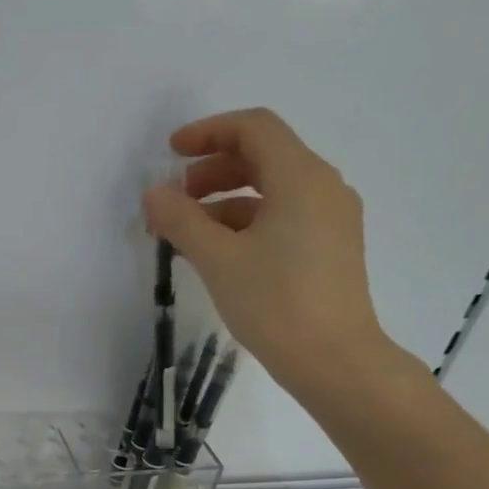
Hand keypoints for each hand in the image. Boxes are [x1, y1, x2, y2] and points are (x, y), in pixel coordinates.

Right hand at [142, 107, 410, 404]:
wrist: (335, 361)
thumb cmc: (275, 303)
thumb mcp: (218, 259)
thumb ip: (181, 219)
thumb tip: (153, 193)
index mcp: (301, 177)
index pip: (254, 128)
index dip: (208, 132)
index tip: (170, 153)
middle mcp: (323, 187)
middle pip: (263, 156)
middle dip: (212, 170)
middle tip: (175, 200)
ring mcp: (331, 218)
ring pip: (272, 189)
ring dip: (225, 200)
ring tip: (188, 232)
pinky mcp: (330, 247)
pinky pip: (284, 216)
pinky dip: (247, 222)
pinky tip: (219, 252)